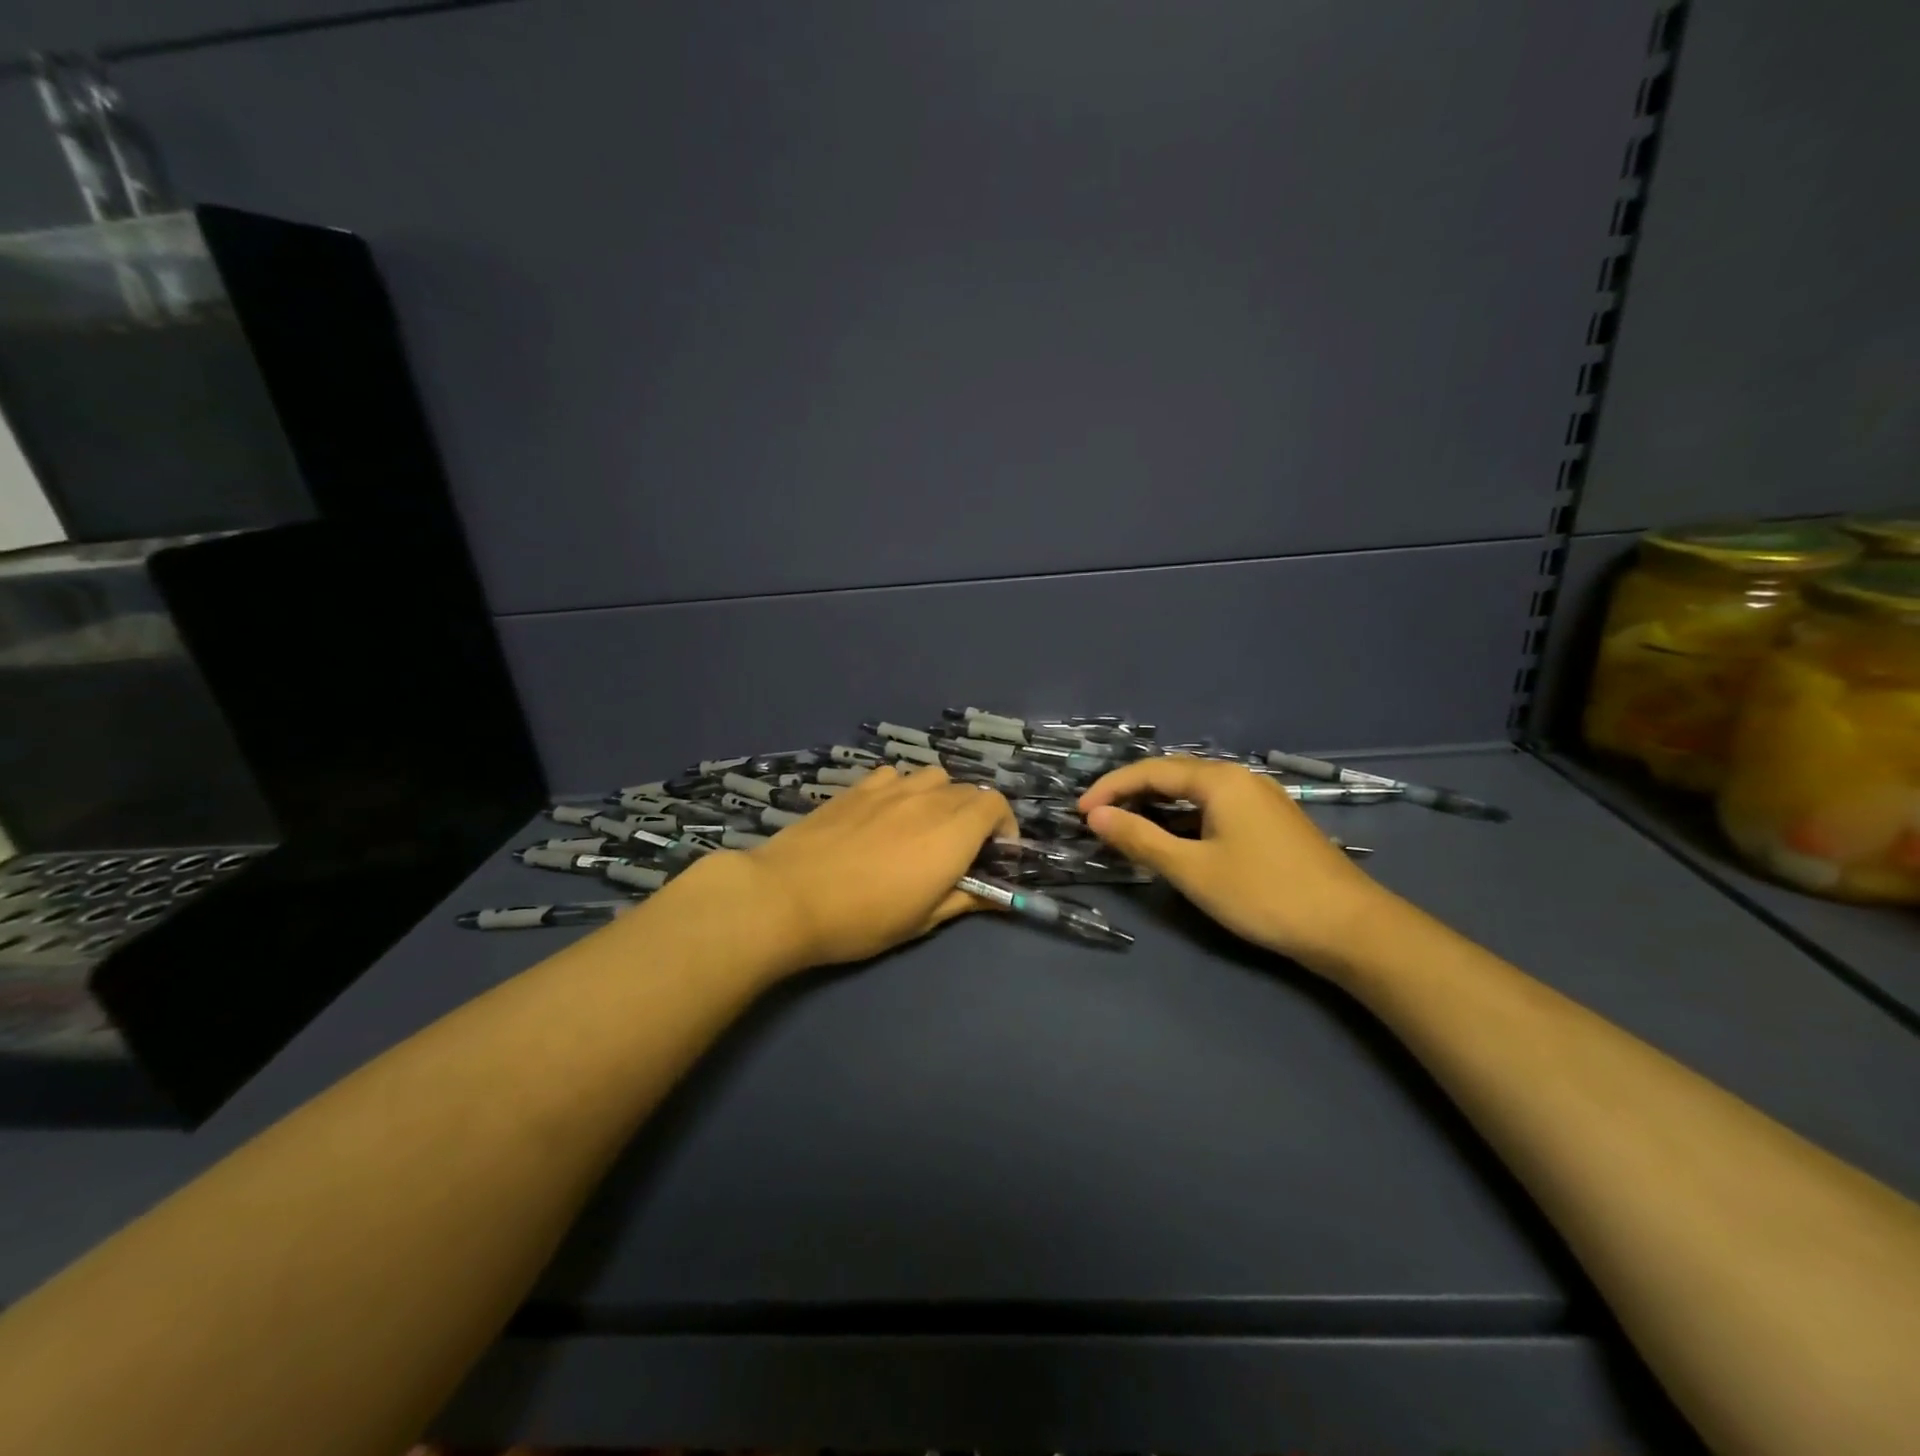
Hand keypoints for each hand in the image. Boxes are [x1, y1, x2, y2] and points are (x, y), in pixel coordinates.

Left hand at [732, 764, 1017, 972]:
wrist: (788, 896)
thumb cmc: (861, 918)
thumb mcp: (921, 921)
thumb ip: (963, 899)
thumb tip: (995, 896)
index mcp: (952, 833)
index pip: (996, 804)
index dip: (1004, 825)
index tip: (996, 854)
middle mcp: (927, 800)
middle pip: (968, 790)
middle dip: (975, 815)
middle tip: (961, 848)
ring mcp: (890, 788)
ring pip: (933, 776)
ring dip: (942, 796)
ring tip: (926, 825)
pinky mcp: (857, 787)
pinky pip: (895, 775)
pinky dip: (904, 788)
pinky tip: (887, 812)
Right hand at [1079, 756, 1389, 968]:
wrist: (1350, 927)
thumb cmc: (1263, 894)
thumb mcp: (1192, 869)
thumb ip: (1141, 839)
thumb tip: (1096, 817)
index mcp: (1220, 779)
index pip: (1151, 772)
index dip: (1111, 788)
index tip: (1079, 812)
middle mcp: (1240, 777)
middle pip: (1173, 775)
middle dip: (1131, 793)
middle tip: (1098, 818)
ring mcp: (1261, 798)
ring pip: (1195, 792)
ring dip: (1157, 806)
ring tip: (1127, 826)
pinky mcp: (1272, 820)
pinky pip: (1215, 806)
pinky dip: (1184, 817)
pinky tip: (1175, 837)